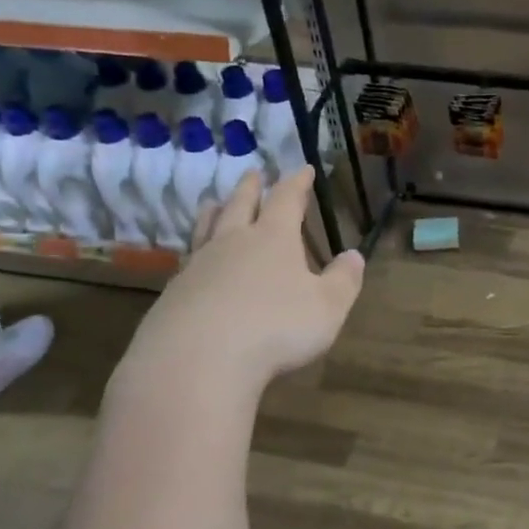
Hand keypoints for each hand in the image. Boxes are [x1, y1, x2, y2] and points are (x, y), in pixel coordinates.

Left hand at [114, 167, 363, 398]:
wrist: (198, 358)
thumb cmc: (275, 327)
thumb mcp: (327, 307)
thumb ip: (343, 281)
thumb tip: (354, 256)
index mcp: (274, 238)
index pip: (287, 199)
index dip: (297, 183)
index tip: (305, 169)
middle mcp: (233, 242)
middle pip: (241, 205)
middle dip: (251, 188)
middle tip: (253, 173)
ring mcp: (199, 265)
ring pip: (207, 228)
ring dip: (214, 211)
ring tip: (213, 202)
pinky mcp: (174, 292)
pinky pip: (188, 260)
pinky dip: (195, 251)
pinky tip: (194, 261)